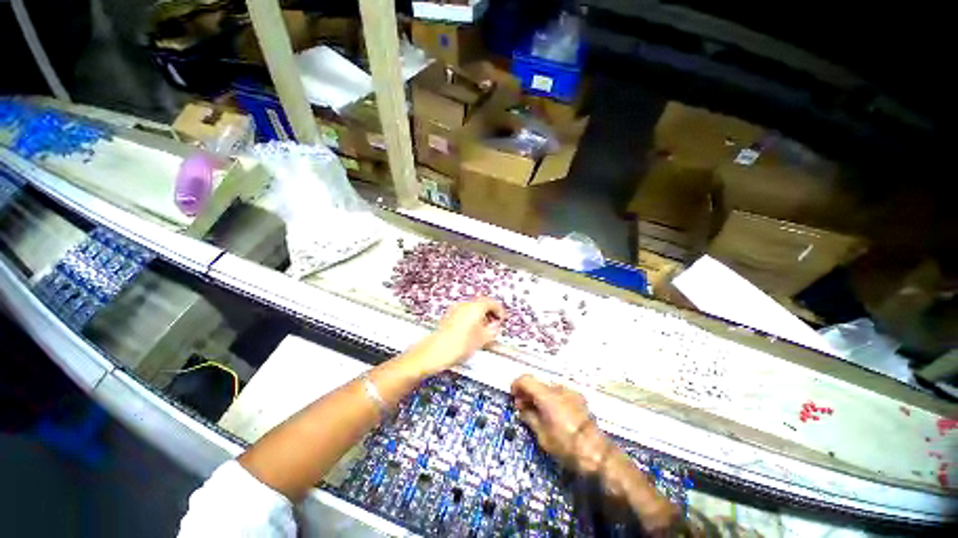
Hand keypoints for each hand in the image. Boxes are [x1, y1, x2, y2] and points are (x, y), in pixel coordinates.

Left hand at [414, 298, 505, 374]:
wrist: (434, 352)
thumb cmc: (459, 345)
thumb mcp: (482, 340)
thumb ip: (492, 331)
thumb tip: (496, 326)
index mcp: (475, 307)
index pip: (492, 302)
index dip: (499, 310)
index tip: (502, 319)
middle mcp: (465, 304)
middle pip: (482, 304)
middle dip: (490, 313)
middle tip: (495, 324)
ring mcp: (455, 309)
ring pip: (472, 308)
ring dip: (480, 316)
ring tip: (484, 330)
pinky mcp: (449, 316)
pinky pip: (464, 313)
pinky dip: (471, 318)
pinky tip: (472, 331)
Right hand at [511, 375, 609, 471]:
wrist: (597, 454)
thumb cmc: (566, 446)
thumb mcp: (542, 435)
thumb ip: (529, 417)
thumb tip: (522, 408)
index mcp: (547, 395)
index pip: (526, 379)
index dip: (517, 385)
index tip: (513, 396)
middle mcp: (559, 389)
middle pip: (537, 383)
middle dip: (528, 393)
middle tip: (523, 408)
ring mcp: (571, 393)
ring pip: (549, 389)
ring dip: (540, 396)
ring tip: (538, 413)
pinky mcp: (580, 399)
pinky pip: (560, 394)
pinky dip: (552, 400)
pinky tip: (553, 415)